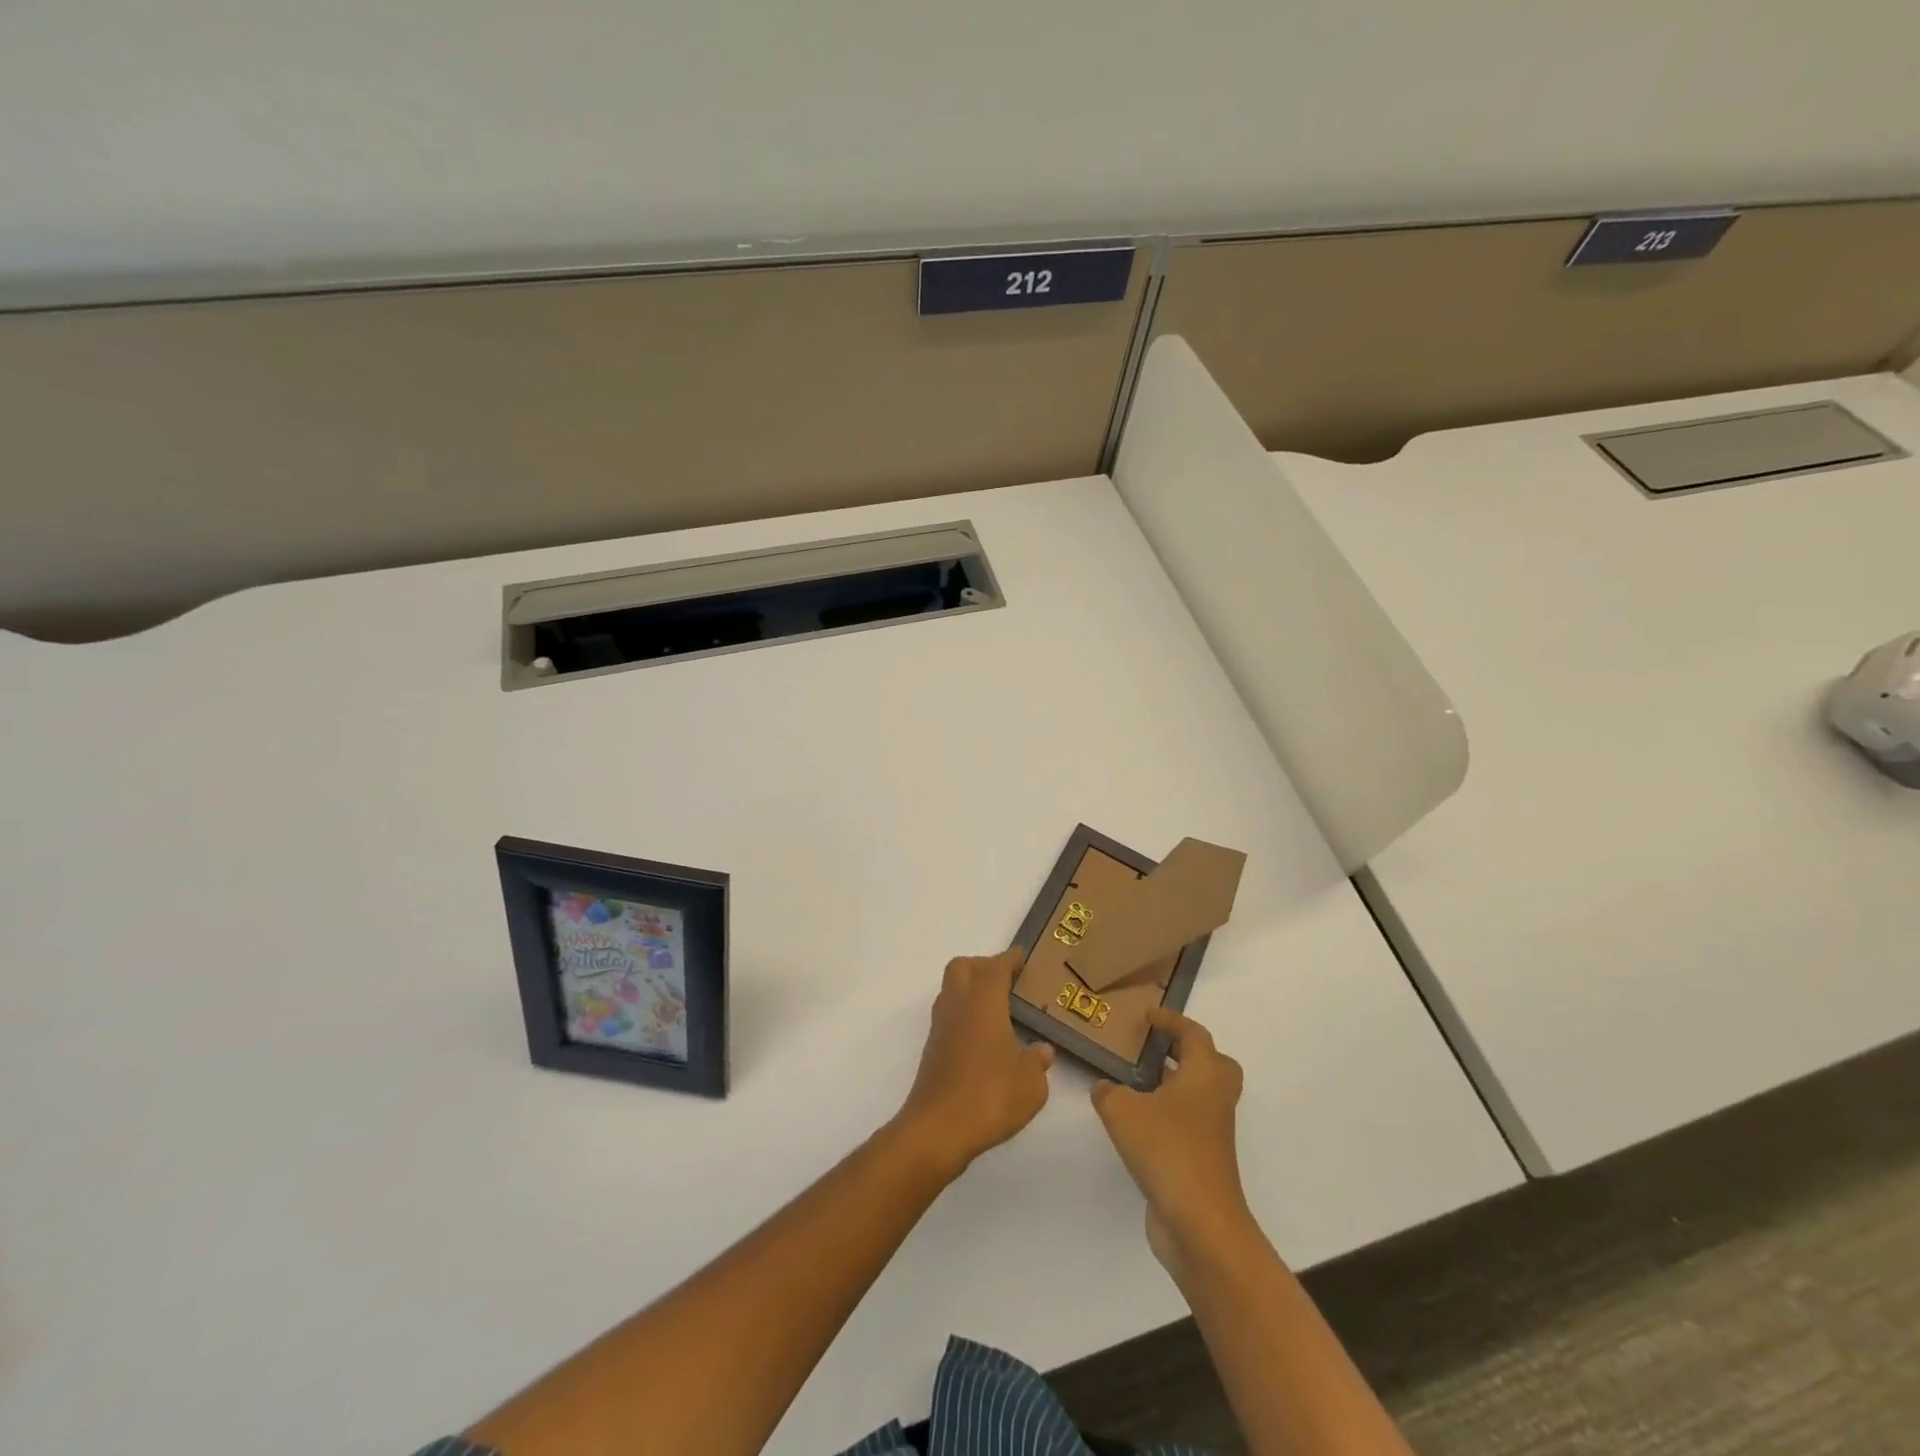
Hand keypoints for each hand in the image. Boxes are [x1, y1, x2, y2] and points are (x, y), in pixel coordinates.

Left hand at [895, 948, 1053, 1177]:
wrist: (937, 1129)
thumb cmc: (989, 1096)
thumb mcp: (1031, 1083)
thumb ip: (1038, 1062)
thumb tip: (1041, 1050)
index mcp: (983, 1000)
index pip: (996, 966)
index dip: (1011, 959)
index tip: (1023, 957)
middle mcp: (958, 1005)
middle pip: (963, 967)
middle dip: (984, 966)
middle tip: (1007, 980)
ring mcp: (940, 1027)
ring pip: (952, 991)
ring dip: (971, 990)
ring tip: (998, 1009)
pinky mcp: (932, 1050)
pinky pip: (949, 1017)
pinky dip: (965, 1016)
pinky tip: (984, 1039)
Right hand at [1092, 1008, 1251, 1276]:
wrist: (1199, 1223)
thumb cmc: (1166, 1150)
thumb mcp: (1122, 1111)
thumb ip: (1108, 1092)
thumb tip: (1104, 1088)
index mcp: (1204, 1075)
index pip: (1193, 1034)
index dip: (1171, 1020)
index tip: (1148, 1015)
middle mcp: (1215, 1100)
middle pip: (1215, 1065)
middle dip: (1190, 1053)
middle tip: (1159, 1049)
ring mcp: (1213, 1134)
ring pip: (1202, 1097)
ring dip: (1177, 1085)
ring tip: (1140, 1081)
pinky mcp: (1204, 1161)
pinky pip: (1190, 1125)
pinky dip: (1169, 1115)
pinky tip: (1138, 1122)